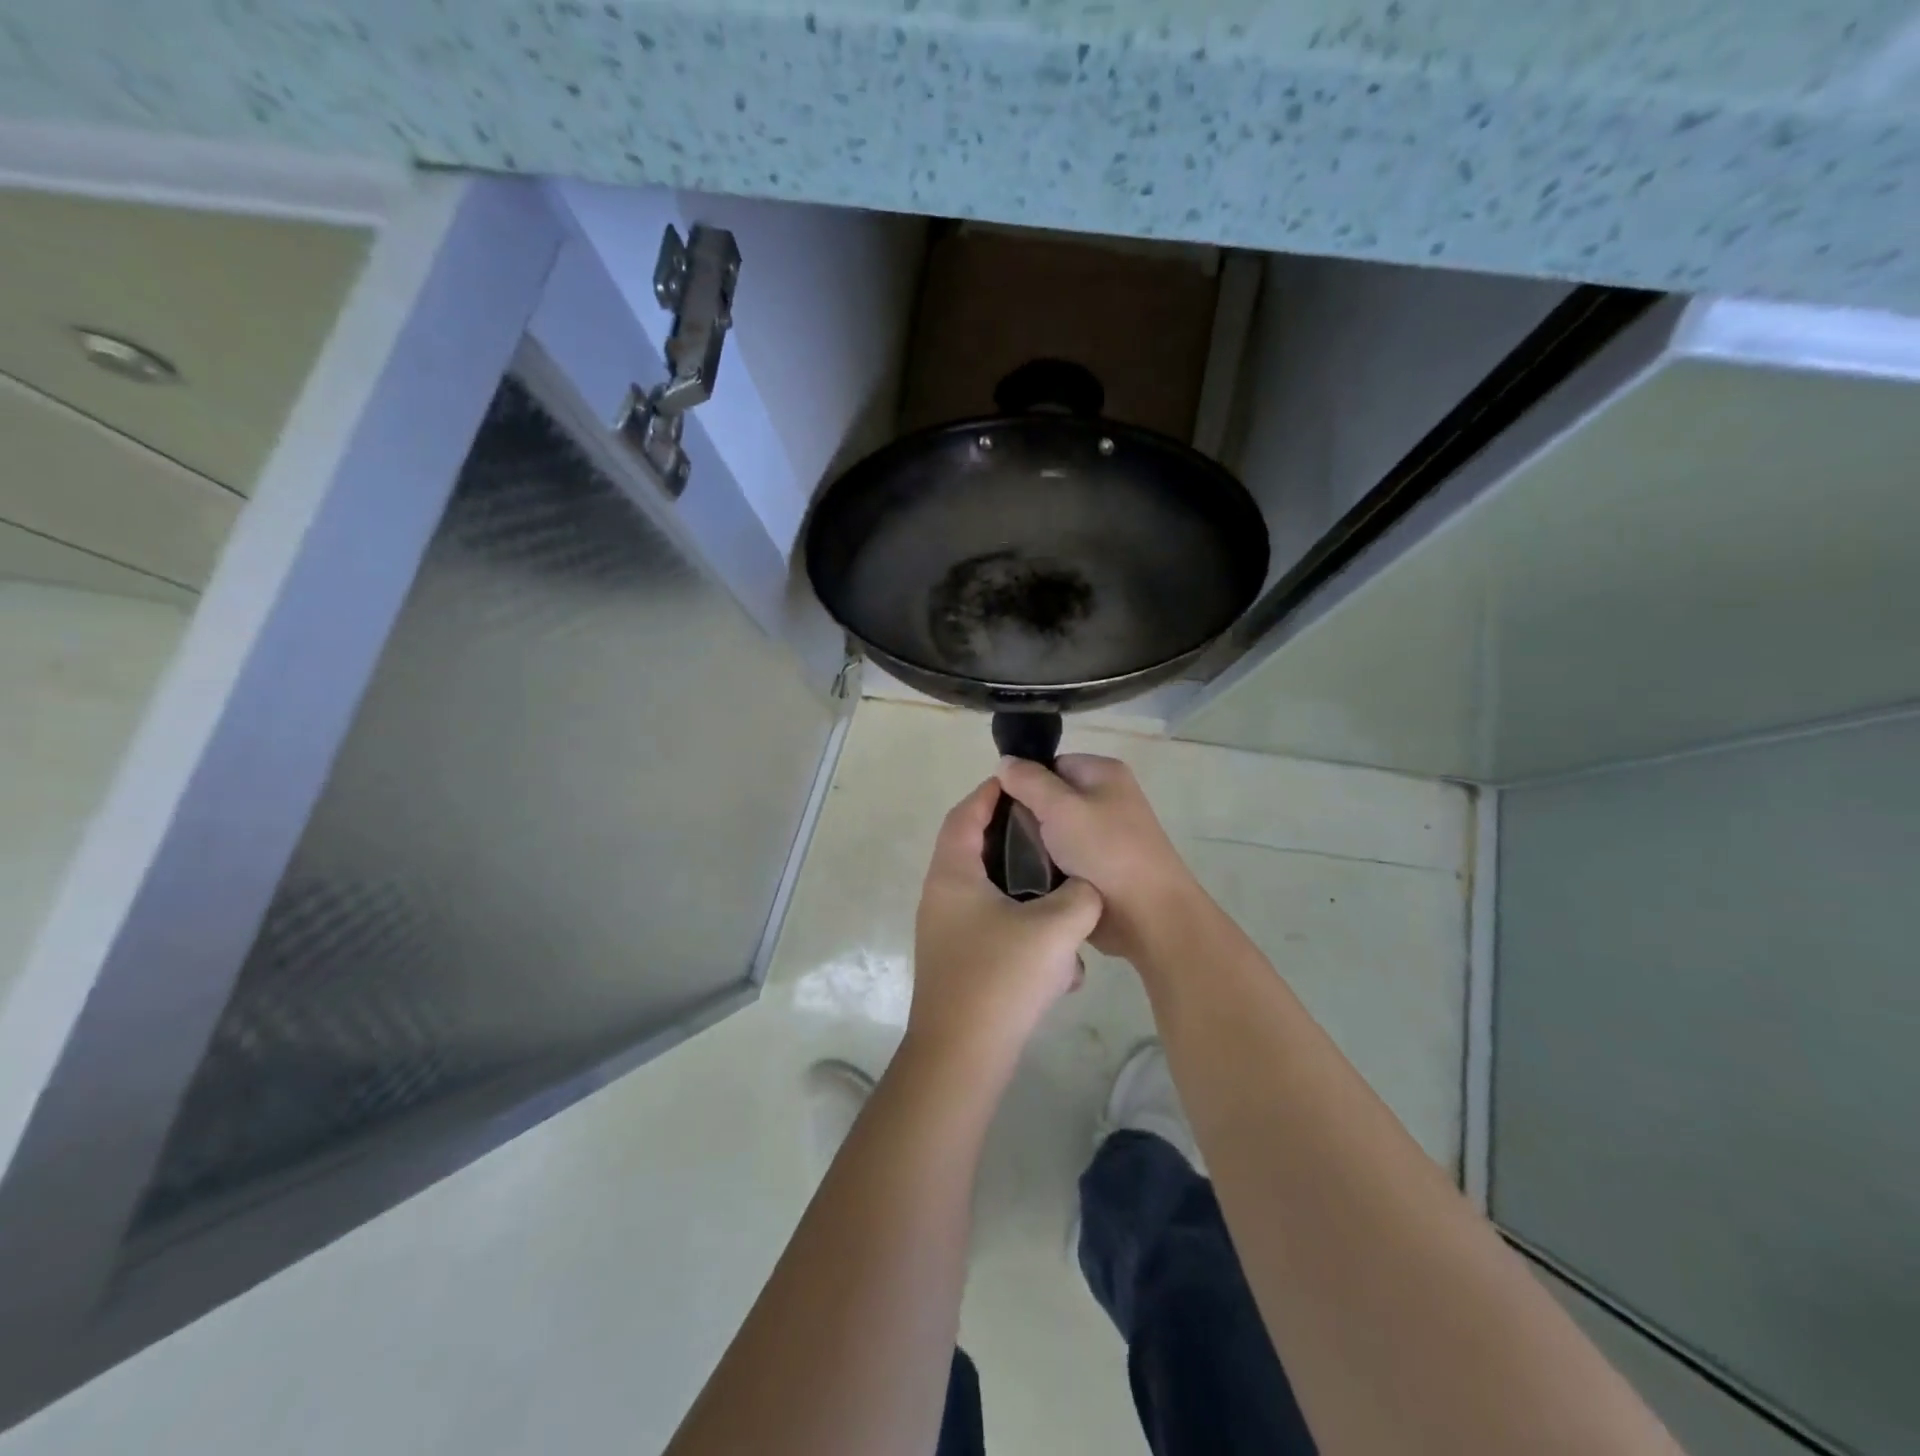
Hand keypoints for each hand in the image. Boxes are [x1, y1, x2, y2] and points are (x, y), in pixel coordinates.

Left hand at [907, 779, 1103, 1075]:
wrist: (962, 1058)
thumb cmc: (1001, 978)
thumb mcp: (1056, 928)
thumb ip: (1080, 895)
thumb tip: (1085, 888)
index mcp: (953, 875)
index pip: (966, 815)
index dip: (992, 794)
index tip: (1023, 783)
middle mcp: (942, 897)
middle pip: (976, 851)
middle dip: (1015, 842)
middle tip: (1054, 837)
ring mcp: (948, 933)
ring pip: (990, 895)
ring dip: (1026, 894)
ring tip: (1065, 896)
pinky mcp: (961, 964)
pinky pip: (995, 930)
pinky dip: (1024, 931)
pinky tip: (1060, 961)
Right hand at [995, 755, 1201, 962]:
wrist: (1148, 916)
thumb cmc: (1106, 851)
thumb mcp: (1060, 808)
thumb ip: (1028, 781)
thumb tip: (1005, 762)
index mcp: (1103, 773)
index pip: (1051, 765)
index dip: (1025, 783)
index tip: (1003, 808)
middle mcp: (1107, 798)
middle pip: (1050, 798)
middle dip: (1028, 818)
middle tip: (1006, 839)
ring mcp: (1105, 834)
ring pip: (1053, 831)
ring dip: (1036, 846)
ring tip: (1015, 863)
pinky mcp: (1100, 866)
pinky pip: (1063, 857)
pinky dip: (1048, 867)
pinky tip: (1032, 880)